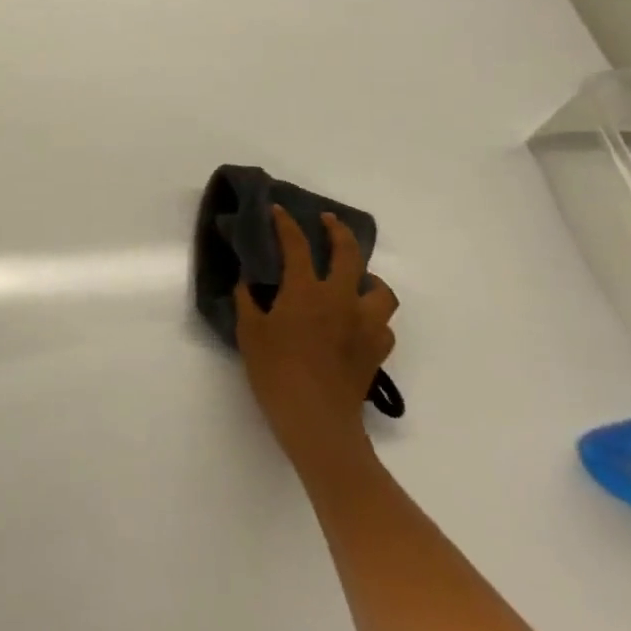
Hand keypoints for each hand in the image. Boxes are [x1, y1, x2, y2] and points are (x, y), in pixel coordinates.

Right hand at [236, 208, 397, 473]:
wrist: (316, 419)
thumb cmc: (275, 372)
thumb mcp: (249, 333)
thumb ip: (248, 302)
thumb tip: (249, 283)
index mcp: (306, 290)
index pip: (297, 246)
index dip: (286, 224)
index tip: (278, 210)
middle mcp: (341, 298)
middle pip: (349, 253)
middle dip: (338, 231)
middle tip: (329, 222)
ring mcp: (365, 324)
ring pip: (380, 289)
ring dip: (368, 278)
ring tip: (355, 279)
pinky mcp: (377, 349)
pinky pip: (382, 324)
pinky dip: (372, 317)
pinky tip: (357, 323)